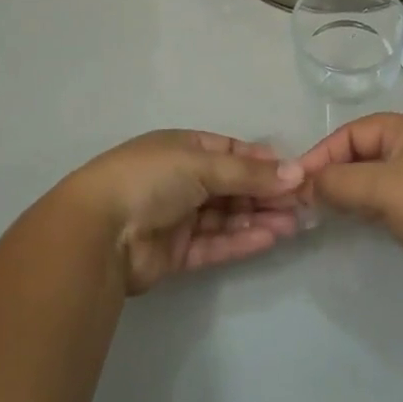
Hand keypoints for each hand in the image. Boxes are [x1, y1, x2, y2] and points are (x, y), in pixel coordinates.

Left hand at [66, 130, 307, 293]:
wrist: (99, 231)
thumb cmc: (150, 179)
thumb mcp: (202, 163)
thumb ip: (249, 173)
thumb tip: (296, 173)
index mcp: (183, 149)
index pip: (232, 151)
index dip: (263, 162)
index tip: (295, 173)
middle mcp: (182, 180)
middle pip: (233, 186)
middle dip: (266, 194)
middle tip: (303, 204)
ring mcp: (179, 217)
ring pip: (227, 217)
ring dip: (259, 218)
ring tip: (294, 224)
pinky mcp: (177, 252)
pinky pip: (216, 244)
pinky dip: (241, 241)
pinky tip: (270, 238)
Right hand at [283, 114, 402, 304]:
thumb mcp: (383, 189)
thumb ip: (340, 182)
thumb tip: (307, 184)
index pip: (355, 131)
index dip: (324, 152)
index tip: (298, 180)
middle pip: (364, 151)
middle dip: (334, 172)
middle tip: (305, 198)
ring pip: (376, 176)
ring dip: (349, 191)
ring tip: (321, 210)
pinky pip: (389, 197)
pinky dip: (367, 205)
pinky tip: (351, 220)